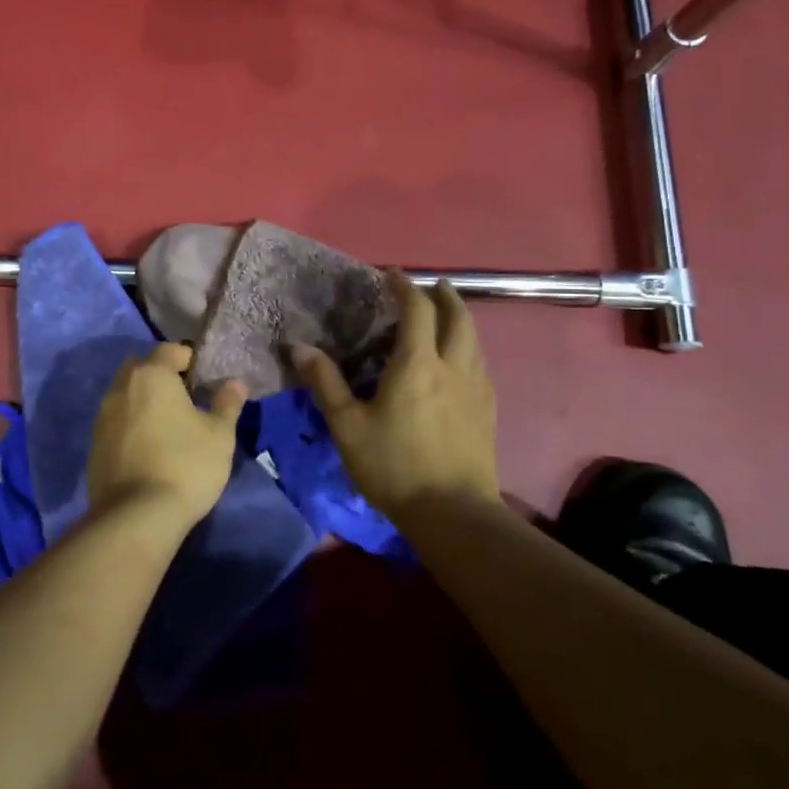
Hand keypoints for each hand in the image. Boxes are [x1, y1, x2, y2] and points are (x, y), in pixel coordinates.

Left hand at [86, 345, 246, 525]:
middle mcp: (120, 387)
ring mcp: (102, 416)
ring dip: (143, 401)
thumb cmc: (186, 465)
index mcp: (151, 375)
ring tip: (167, 425)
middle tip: (185, 399)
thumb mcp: (219, 435)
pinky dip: (130, 425)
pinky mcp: (93, 445)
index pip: (169, 350)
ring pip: (125, 394)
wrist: (137, 516)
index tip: (204, 379)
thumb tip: (235, 383)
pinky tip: (148, 448)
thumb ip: (227, 404)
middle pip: (141, 368)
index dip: (188, 359)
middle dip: (161, 376)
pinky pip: (115, 422)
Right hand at [294, 270, 498, 514]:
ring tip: (446, 316)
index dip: (404, 286)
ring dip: (460, 318)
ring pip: (475, 339)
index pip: (416, 309)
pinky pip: (480, 363)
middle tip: (431, 286)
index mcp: (417, 364)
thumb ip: (325, 383)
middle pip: (458, 316)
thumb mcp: (347, 426)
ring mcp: (476, 388)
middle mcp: (453, 366)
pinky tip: (459, 362)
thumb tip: (300, 347)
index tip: (390, 275)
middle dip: (444, 295)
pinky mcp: (488, 410)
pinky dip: (469, 347)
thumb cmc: (393, 466)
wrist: (453, 513)